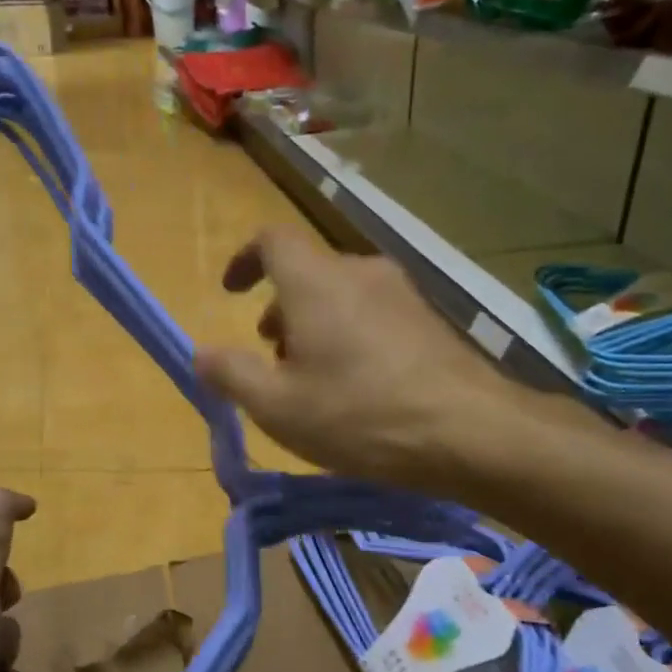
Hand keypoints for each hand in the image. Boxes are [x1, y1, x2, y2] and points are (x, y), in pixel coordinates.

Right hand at [192, 228, 514, 489]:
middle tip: (272, 356)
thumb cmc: (360, 416)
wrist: (470, 432)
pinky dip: (350, 334)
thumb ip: (232, 375)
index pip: (272, 239)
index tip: (231, 292)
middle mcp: (360, 272)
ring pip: (342, 294)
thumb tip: (201, 353)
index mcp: (316, 282)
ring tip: (312, 378)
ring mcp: (402, 293)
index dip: (245, 259)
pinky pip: (374, 313)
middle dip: (280, 307)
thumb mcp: (278, 407)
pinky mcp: (430, 320)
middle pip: (308, 272)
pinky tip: (359, 387)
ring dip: (315, 324)